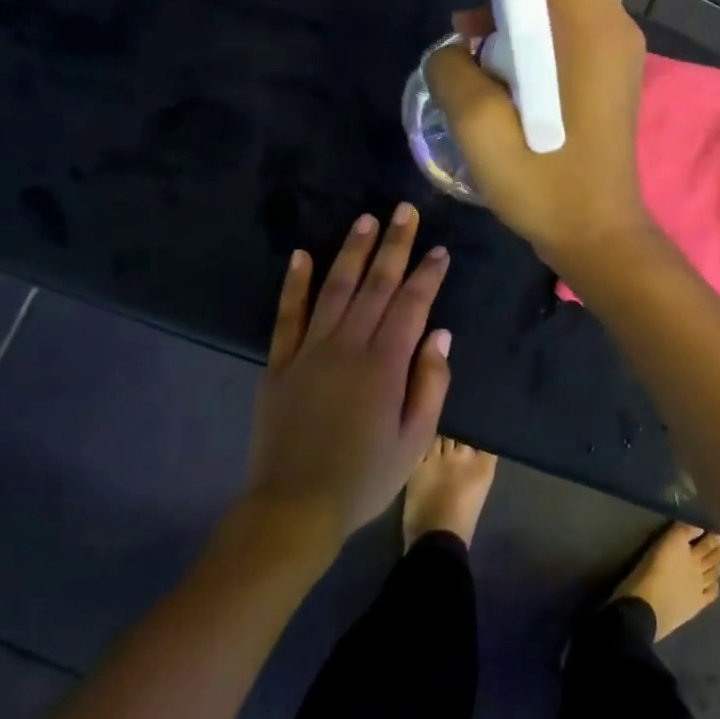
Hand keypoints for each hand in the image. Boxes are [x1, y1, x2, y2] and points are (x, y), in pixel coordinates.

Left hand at [239, 204, 452, 553]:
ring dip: (351, 252)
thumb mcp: (415, 440)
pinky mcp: (279, 364)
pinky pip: (287, 315)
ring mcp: (308, 351)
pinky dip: (294, 284)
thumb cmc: (365, 477)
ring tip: (365, 220)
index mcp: (384, 365)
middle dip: (393, 245)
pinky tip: (301, 255)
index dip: (427, 275)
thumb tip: (439, 333)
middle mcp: (347, 346)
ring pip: (335, 289)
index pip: (411, 305)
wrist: (294, 507)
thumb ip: (430, 383)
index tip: (440, 250)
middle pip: (375, 285)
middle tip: (404, 211)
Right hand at [425, 0, 654, 272]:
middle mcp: (611, 25)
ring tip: (476, 15)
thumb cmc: (545, 187)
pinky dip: (540, 10)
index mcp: (585, 30)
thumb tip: (456, 48)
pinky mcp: (613, 68)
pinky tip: (500, 49)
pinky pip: (577, 13)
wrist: (599, 233)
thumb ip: (454, 70)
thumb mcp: (479, 132)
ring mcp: (617, 46)